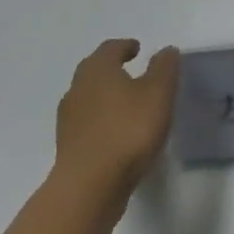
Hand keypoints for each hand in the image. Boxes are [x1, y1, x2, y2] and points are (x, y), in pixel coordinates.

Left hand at [54, 39, 179, 193]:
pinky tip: (116, 133)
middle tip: (130, 71)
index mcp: (97, 70)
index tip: (137, 49)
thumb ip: (164, 69)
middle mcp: (77, 88)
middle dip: (111, 68)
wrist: (89, 186)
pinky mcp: (68, 147)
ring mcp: (68, 119)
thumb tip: (166, 50)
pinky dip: (101, 120)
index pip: (110, 48)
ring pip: (88, 98)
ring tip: (127, 104)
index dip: (125, 46)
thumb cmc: (127, 130)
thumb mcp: (158, 94)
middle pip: (94, 71)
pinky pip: (87, 123)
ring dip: (105, 96)